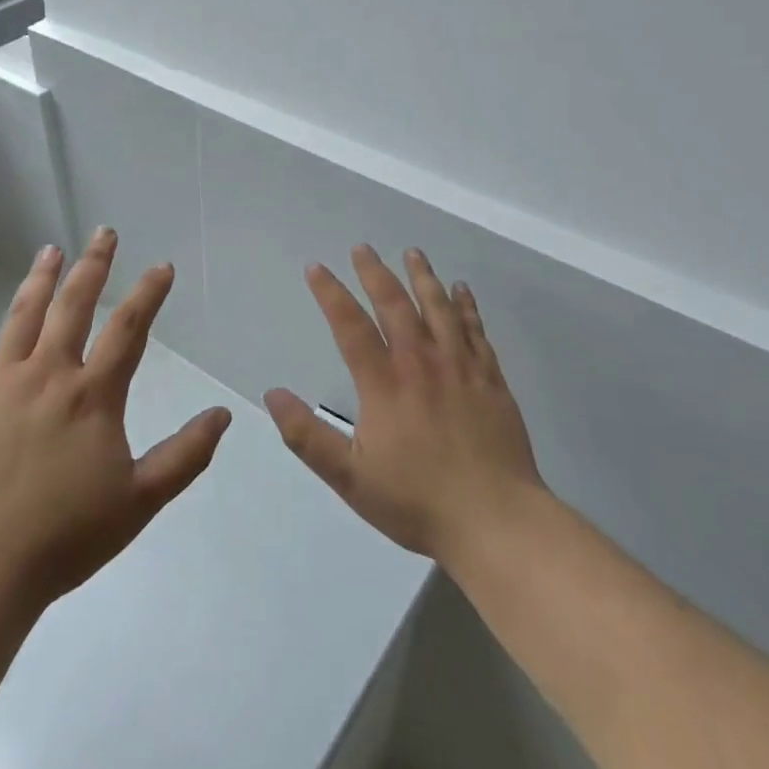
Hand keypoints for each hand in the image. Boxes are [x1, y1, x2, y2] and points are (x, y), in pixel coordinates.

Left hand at [0, 228, 232, 611]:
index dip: (148, 293)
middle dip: (93, 265)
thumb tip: (223, 414)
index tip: (161, 266)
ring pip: (24, 315)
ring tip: (50, 249)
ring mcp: (1, 382)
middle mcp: (49, 374)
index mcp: (92, 395)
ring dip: (40, 279)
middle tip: (103, 233)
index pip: (128, 329)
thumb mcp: (139, 501)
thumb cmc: (64, 537)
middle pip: (74, 305)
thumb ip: (185, 455)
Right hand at [265, 245, 544, 565]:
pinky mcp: (490, 378)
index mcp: (384, 383)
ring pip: (438, 307)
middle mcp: (421, 362)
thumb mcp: (350, 478)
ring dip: (422, 276)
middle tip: (363, 248)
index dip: (330, 293)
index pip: (350, 325)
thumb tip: (272, 394)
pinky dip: (466, 306)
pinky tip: (461, 290)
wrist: (495, 520)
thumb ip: (307, 436)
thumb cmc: (417, 501)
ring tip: (412, 252)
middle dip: (375, 272)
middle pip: (394, 304)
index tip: (316, 268)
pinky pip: (475, 329)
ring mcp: (460, 366)